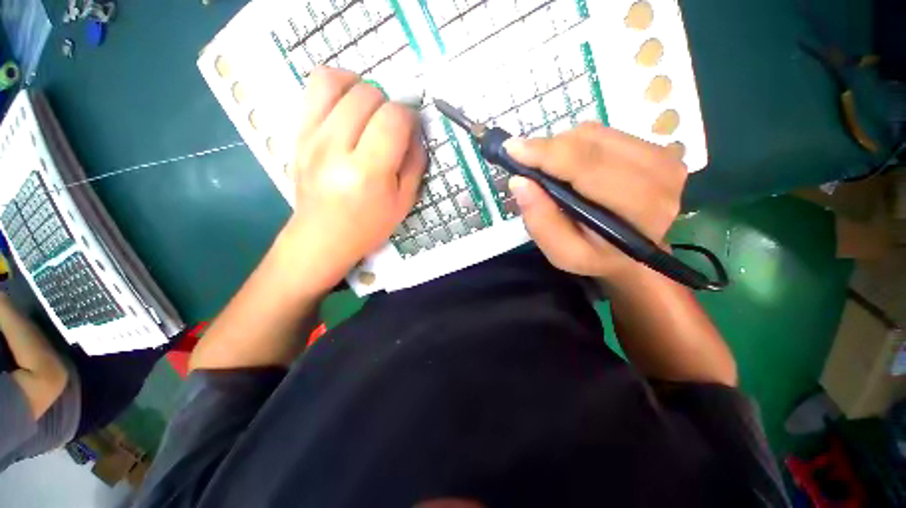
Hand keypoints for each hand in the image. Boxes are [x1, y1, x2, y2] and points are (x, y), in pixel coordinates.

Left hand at [281, 67, 426, 291]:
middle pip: (366, 95)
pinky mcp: (298, 132)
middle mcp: (335, 148)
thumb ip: (415, 164)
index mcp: (367, 172)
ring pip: (336, 81)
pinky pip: (314, 88)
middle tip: (391, 126)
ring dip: (361, 87)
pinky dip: (337, 86)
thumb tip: (415, 131)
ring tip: (370, 108)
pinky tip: (348, 106)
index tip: (411, 129)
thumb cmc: (368, 225)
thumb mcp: (404, 202)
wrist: (322, 236)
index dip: (409, 116)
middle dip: (388, 104)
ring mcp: (311, 137)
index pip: (392, 119)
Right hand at [506, 122, 685, 282]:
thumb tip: (519, 181)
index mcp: (639, 210)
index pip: (587, 166)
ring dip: (561, 147)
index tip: (512, 149)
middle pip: (589, 143)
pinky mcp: (654, 146)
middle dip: (548, 149)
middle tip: (526, 164)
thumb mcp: (564, 253)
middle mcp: (659, 175)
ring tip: (549, 170)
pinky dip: (576, 144)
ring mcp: (661, 155)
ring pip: (594, 133)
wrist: (636, 252)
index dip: (546, 153)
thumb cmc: (597, 256)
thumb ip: (541, 221)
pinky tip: (569, 165)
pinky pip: (602, 132)